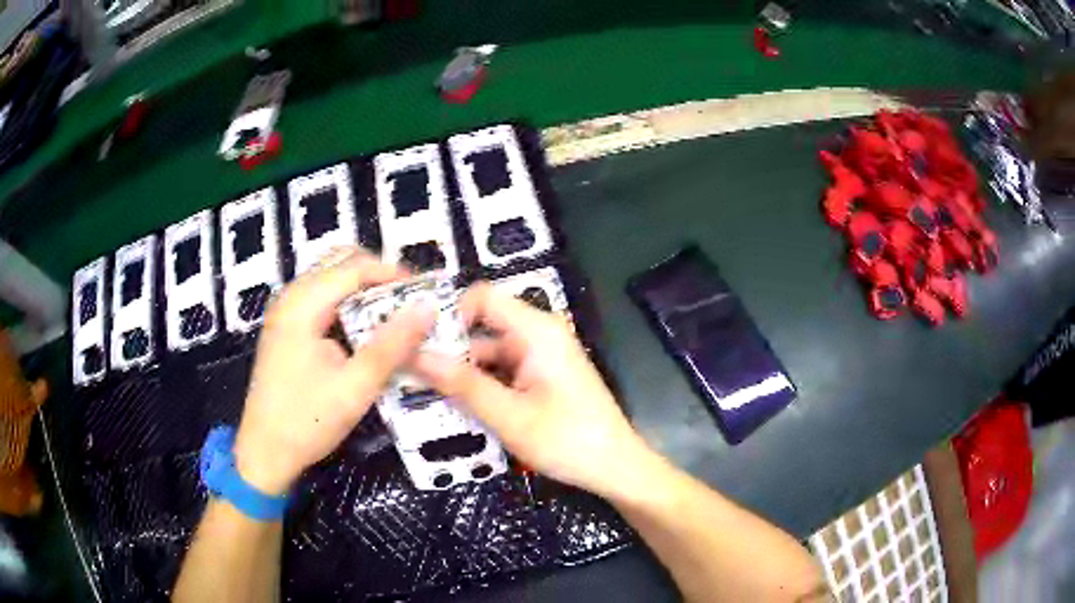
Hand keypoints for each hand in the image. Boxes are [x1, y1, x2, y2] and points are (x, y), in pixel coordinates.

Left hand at [234, 248, 433, 495]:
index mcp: (302, 304)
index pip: (354, 268)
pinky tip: (364, 332)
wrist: (265, 453)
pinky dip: (348, 306)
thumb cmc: (307, 421)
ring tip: (393, 317)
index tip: (425, 295)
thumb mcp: (355, 387)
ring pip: (331, 280)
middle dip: (378, 277)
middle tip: (409, 304)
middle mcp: (291, 297)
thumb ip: (392, 345)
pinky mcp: (286, 329)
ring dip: (363, 291)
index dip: (393, 275)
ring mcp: (286, 312)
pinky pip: (322, 300)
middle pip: (340, 263)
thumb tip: (428, 307)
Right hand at [412, 283, 653, 499]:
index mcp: (536, 331)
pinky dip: (481, 386)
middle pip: (482, 328)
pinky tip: (457, 407)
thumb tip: (415, 355)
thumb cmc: (568, 440)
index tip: (419, 343)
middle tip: (410, 375)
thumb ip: (462, 384)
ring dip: (462, 374)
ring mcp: (541, 357)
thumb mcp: (509, 416)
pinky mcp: (541, 377)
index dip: (449, 314)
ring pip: (489, 354)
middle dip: (449, 351)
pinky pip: (502, 372)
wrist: (615, 468)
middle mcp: (539, 335)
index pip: (482, 298)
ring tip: (424, 395)